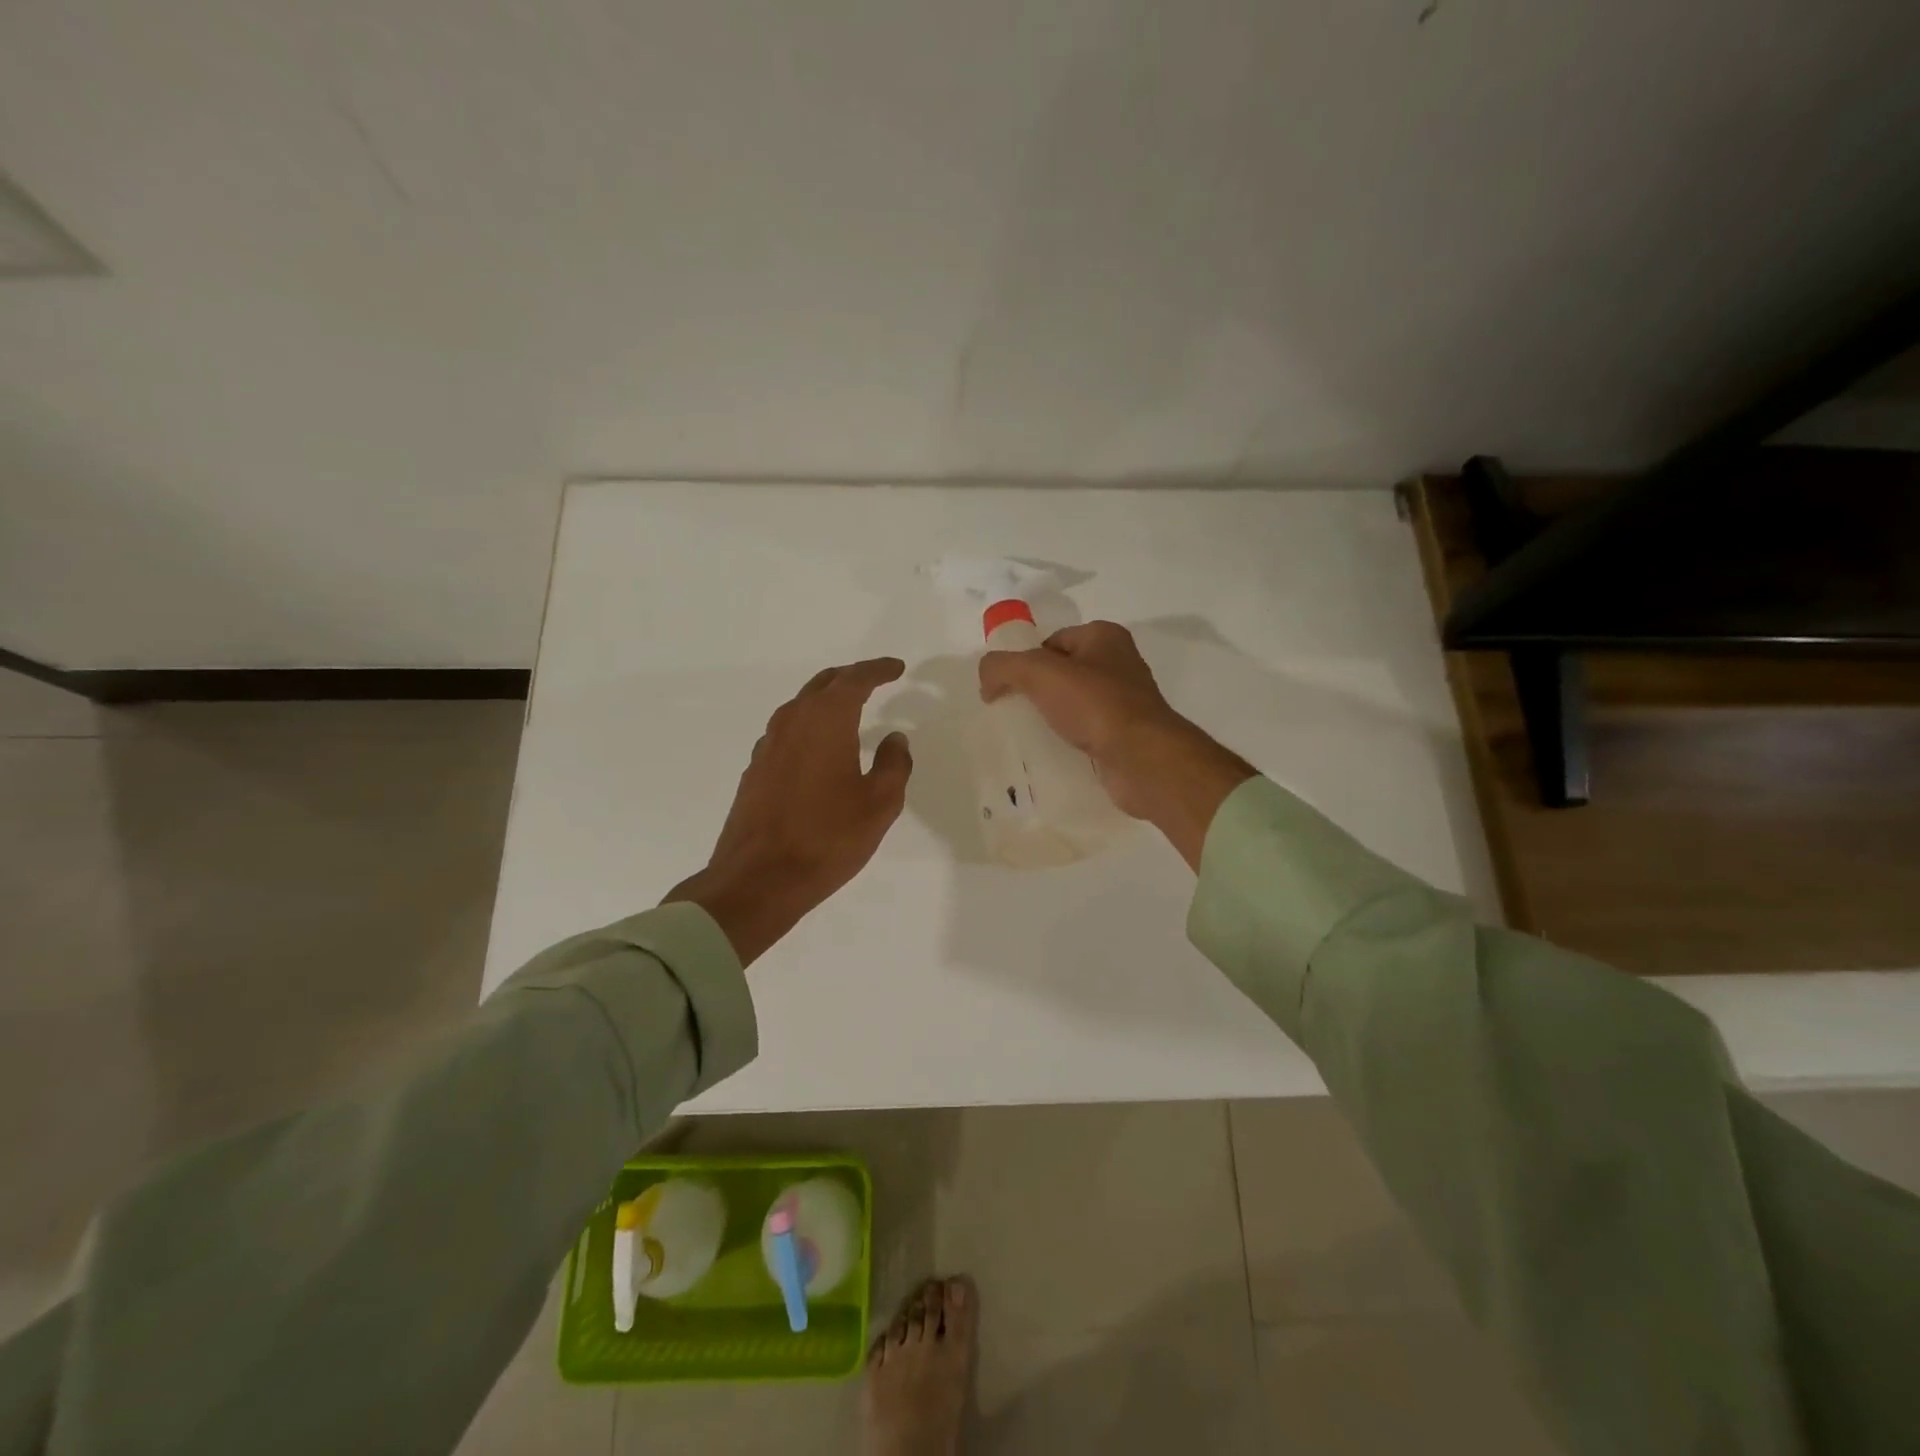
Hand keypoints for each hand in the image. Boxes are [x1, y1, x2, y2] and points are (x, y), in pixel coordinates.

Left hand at [666, 658, 911, 965]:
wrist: (758, 879)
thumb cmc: (827, 838)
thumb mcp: (879, 804)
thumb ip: (894, 765)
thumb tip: (895, 739)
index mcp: (826, 720)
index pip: (855, 680)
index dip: (878, 670)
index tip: (897, 668)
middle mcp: (793, 722)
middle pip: (823, 684)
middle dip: (851, 678)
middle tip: (875, 680)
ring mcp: (768, 745)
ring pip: (801, 706)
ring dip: (827, 700)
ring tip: (850, 709)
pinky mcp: (756, 769)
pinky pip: (787, 731)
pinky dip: (809, 726)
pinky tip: (818, 747)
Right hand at [978, 622, 1253, 868]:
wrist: (1142, 758)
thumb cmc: (1095, 704)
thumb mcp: (1038, 672)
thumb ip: (1003, 666)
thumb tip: (986, 678)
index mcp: (1104, 637)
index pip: (1052, 641)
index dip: (1025, 661)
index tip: (1005, 687)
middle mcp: (1119, 664)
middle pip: (1062, 674)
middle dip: (1036, 691)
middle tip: (1012, 712)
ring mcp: (1124, 703)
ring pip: (1074, 705)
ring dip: (1052, 718)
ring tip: (1028, 736)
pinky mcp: (1124, 737)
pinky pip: (1086, 733)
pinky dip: (1068, 742)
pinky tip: (1052, 754)